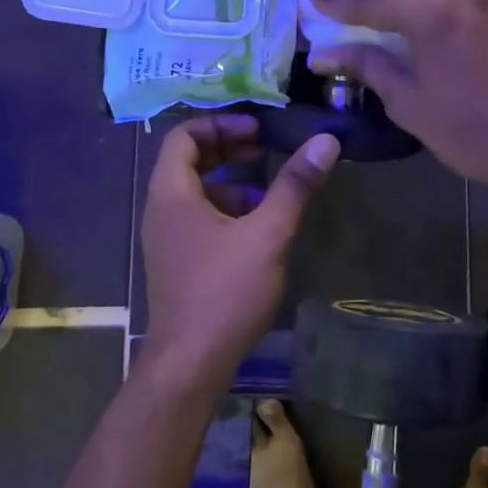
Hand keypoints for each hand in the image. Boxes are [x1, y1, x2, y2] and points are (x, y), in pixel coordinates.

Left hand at [139, 113, 338, 387]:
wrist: (190, 364)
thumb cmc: (224, 292)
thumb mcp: (267, 234)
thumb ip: (294, 185)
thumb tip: (326, 139)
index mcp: (171, 194)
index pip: (182, 135)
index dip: (220, 123)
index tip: (257, 128)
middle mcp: (161, 210)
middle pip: (188, 161)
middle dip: (227, 148)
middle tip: (265, 146)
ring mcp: (167, 239)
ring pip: (194, 191)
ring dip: (229, 179)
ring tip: (268, 186)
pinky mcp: (178, 262)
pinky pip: (198, 218)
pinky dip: (226, 209)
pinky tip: (258, 227)